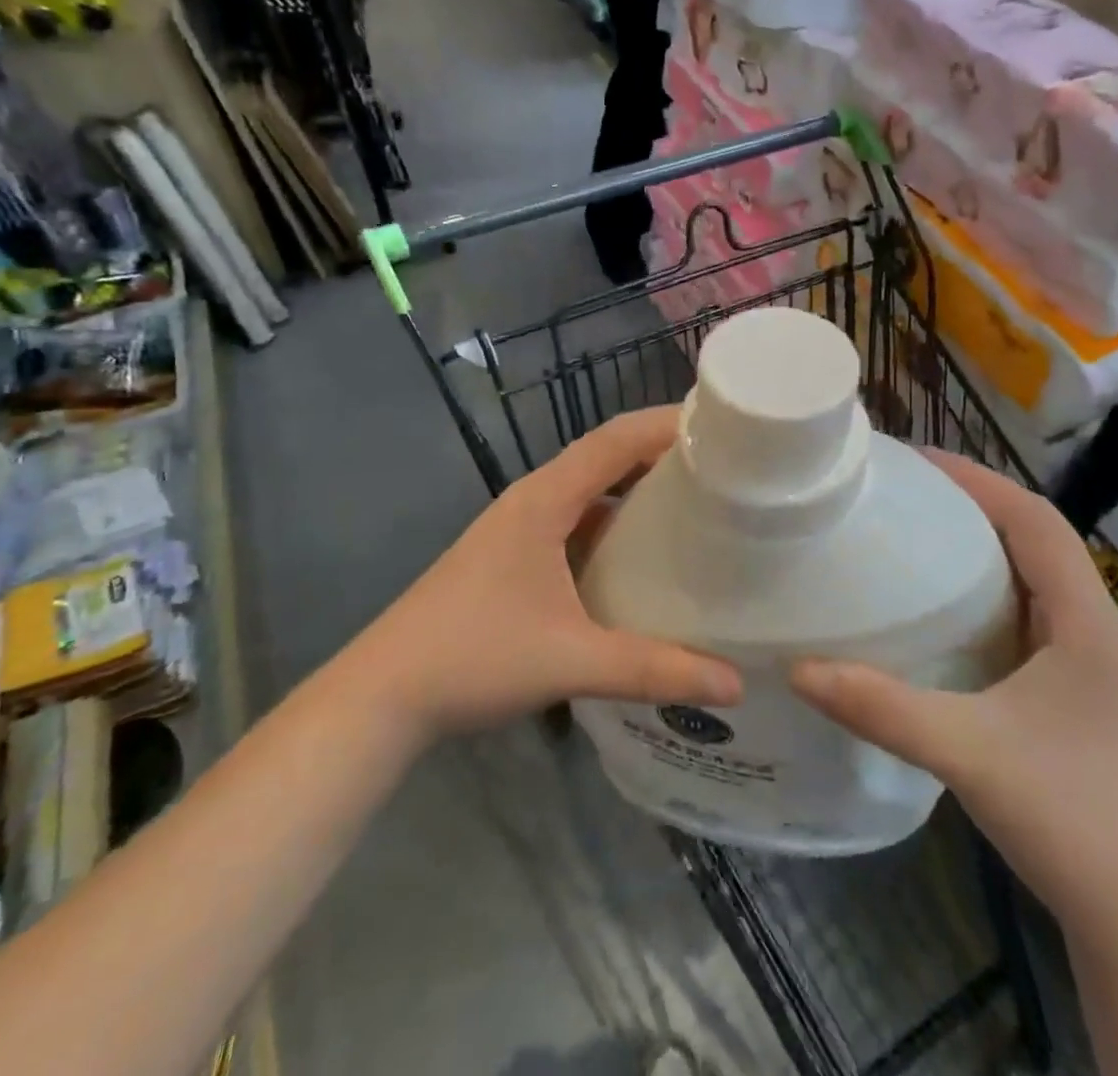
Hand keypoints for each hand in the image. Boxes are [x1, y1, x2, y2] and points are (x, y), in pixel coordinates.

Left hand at [369, 408, 742, 740]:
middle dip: (661, 452)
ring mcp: (519, 527)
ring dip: (636, 486)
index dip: (666, 424)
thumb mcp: (572, 661)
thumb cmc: (474, 657)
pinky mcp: (513, 555)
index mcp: (545, 499)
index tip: (722, 426)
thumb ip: (654, 670)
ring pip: (589, 489)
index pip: (615, 440)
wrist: (383, 694)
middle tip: (724, 465)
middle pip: (605, 456)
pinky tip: (642, 553)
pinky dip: (613, 521)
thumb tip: (735, 684)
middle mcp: (533, 499)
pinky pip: (576, 519)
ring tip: (695, 500)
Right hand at [790, 454, 1117, 932]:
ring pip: (1032, 577)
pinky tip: (940, 611)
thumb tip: (799, 668)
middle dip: (975, 504)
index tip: (918, 461)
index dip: (980, 481)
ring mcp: (1086, 663)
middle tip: (905, 492)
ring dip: (981, 546)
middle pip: (1036, 538)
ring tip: (915, 534)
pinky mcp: (1071, 692)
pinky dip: (985, 592)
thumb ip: (883, 708)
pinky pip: (1026, 615)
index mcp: (1086, 621)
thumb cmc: (1072, 820)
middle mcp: (1093, 628)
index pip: (1037, 520)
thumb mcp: (969, 754)